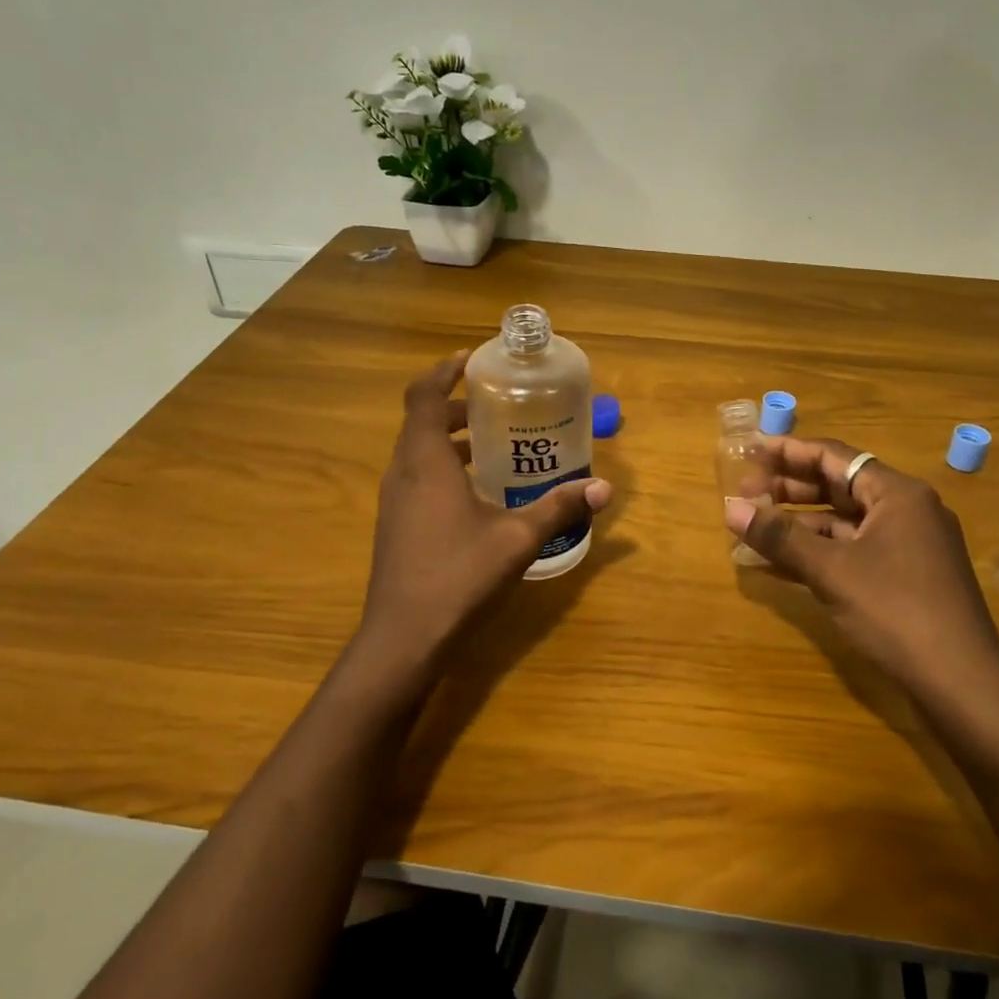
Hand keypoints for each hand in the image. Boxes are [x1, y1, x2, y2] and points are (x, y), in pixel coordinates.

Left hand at [356, 353, 612, 671]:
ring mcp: (394, 501)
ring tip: (494, 444)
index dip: (444, 370)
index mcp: (425, 461)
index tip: (474, 359)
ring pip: (419, 451)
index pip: (424, 395)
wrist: (404, 639)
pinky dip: (444, 467)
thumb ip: (559, 507)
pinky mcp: (396, 525)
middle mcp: (402, 472)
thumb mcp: (518, 539)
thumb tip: (604, 487)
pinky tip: (478, 493)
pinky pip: (417, 477)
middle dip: (458, 406)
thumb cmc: (459, 577)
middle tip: (499, 405)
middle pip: (423, 420)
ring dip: (450, 438)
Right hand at [724, 437, 998, 691]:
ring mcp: (909, 546)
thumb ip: (780, 536)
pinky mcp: (905, 577)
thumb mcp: (831, 570)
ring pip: (844, 522)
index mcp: (897, 494)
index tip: (750, 451)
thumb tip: (730, 508)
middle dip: (789, 490)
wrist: (962, 683)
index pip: (834, 457)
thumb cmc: (897, 612)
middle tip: (744, 496)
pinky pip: (853, 551)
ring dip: (799, 525)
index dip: (788, 452)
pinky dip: (818, 553)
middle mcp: (906, 510)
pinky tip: (780, 565)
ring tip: (754, 530)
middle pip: (839, 486)